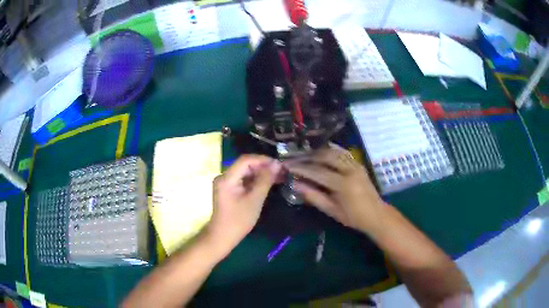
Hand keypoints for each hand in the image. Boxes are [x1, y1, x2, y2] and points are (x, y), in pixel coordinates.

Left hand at [206, 155, 281, 255]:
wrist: (223, 236)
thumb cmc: (239, 220)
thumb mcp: (255, 200)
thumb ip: (265, 180)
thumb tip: (276, 164)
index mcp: (227, 178)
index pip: (245, 160)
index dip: (263, 160)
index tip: (279, 164)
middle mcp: (224, 176)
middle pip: (245, 165)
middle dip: (263, 166)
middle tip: (281, 171)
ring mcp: (226, 183)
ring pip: (245, 172)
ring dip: (261, 173)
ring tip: (278, 176)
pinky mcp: (229, 189)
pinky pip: (243, 179)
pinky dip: (255, 180)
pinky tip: (268, 183)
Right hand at [286, 146, 384, 232]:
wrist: (376, 214)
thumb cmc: (353, 217)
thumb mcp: (332, 210)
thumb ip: (313, 196)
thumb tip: (295, 184)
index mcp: (343, 184)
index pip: (317, 172)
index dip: (301, 168)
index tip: (287, 165)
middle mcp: (350, 170)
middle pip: (325, 156)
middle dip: (307, 156)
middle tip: (294, 158)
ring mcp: (356, 164)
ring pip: (333, 151)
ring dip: (317, 152)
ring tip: (304, 155)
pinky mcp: (358, 163)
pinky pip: (342, 152)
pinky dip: (330, 150)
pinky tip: (321, 151)